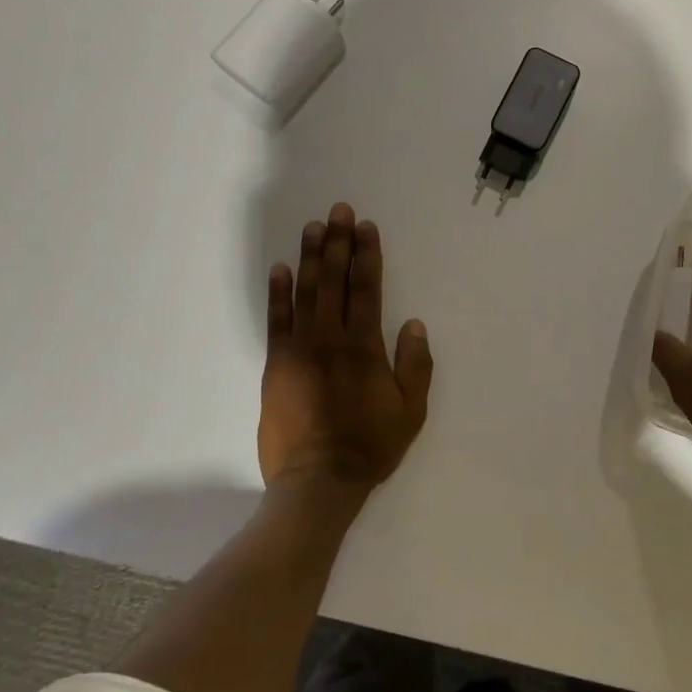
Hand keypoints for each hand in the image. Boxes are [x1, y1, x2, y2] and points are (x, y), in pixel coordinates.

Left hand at [260, 202, 433, 493]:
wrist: (317, 481)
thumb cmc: (370, 445)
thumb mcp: (411, 410)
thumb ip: (415, 365)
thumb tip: (413, 323)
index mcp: (364, 346)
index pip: (366, 288)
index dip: (366, 255)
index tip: (366, 227)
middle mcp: (330, 338)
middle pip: (334, 280)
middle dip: (338, 243)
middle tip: (339, 211)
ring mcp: (298, 349)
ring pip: (305, 292)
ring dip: (310, 257)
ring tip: (313, 227)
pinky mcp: (276, 364)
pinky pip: (276, 320)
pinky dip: (278, 293)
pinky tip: (280, 269)